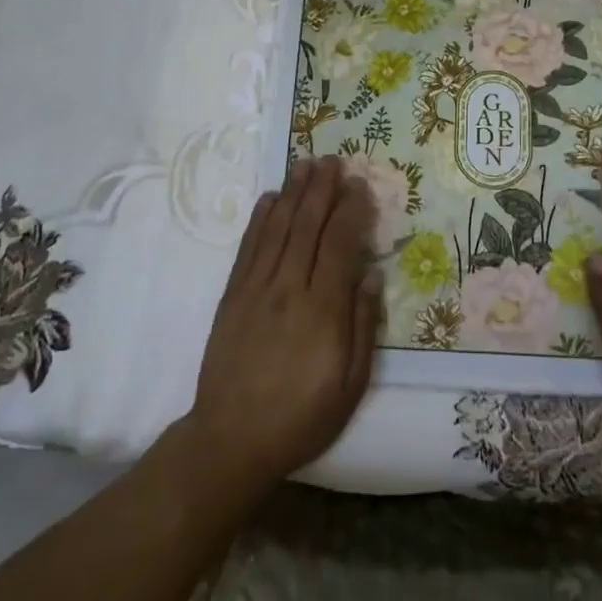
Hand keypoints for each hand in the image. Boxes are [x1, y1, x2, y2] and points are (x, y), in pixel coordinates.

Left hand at [182, 157, 383, 496]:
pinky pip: (248, 247)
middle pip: (308, 226)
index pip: (340, 245)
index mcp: (323, 311)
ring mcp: (256, 289)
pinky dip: (260, 219)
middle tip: (333, 160)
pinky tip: (270, 198)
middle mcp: (289, 289)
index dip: (351, 210)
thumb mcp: (351, 385)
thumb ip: (364, 325)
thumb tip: (370, 274)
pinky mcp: (232, 295)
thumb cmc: (302, 416)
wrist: (231, 439)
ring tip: (306, 164)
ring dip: (294, 193)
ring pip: (278, 228)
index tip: (360, 185)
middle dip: (322, 189)